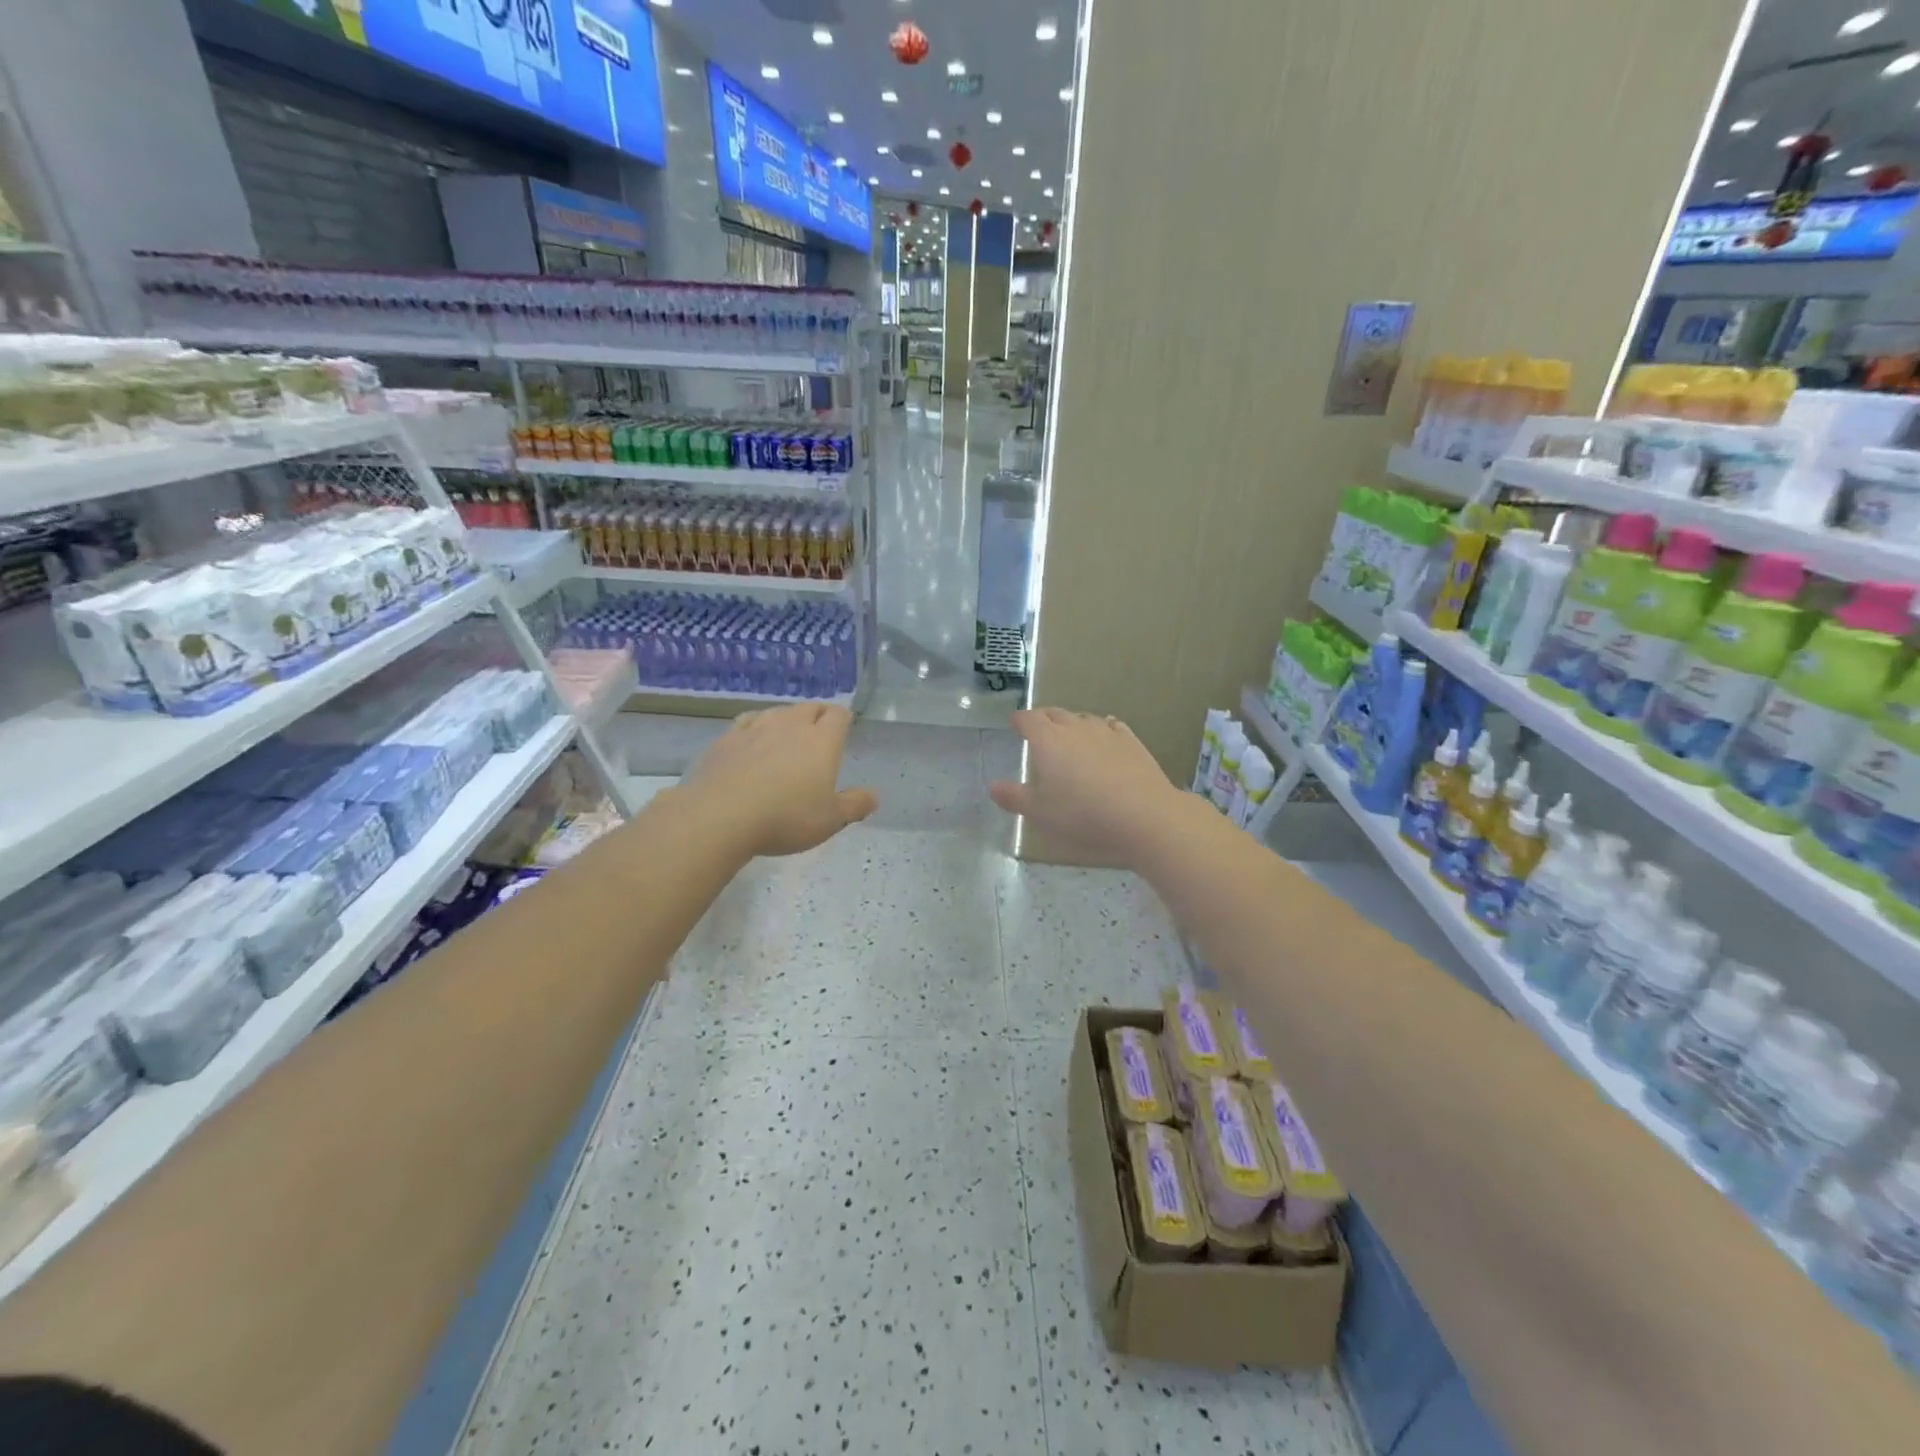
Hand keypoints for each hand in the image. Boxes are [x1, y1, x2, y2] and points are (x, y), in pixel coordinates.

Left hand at [684, 702, 877, 857]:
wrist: (720, 816)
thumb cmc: (786, 818)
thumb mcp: (830, 821)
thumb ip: (855, 805)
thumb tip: (874, 795)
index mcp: (822, 740)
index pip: (839, 714)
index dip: (843, 720)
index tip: (843, 731)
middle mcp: (791, 725)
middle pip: (810, 707)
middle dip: (817, 717)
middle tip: (818, 737)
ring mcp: (756, 727)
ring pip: (778, 712)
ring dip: (787, 721)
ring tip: (786, 739)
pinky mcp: (727, 738)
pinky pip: (748, 722)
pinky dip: (756, 728)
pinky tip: (753, 742)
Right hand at [988, 708, 1189, 867]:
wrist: (1144, 817)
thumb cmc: (1083, 816)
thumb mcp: (1040, 814)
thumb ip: (1015, 797)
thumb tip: (994, 786)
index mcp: (1048, 740)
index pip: (1028, 719)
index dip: (1020, 721)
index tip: (1015, 725)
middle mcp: (1075, 728)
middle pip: (1055, 713)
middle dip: (1044, 719)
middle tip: (1039, 731)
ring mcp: (1106, 732)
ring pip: (1083, 718)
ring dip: (1072, 724)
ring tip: (1070, 737)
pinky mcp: (1131, 742)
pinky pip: (1110, 726)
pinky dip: (1101, 730)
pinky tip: (1104, 739)